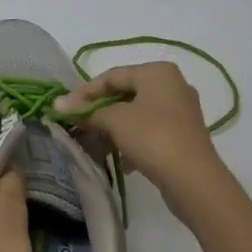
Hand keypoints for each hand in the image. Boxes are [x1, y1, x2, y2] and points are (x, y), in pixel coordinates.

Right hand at [55, 62, 230, 217]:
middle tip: (79, 124)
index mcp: (157, 71)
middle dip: (100, 110)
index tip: (64, 108)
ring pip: (138, 113)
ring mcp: (181, 111)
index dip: (85, 92)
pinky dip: (133, 140)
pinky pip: (151, 130)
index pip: (112, 76)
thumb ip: (87, 111)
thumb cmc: (152, 137)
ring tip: (97, 143)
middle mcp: (172, 84)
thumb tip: (57, 104)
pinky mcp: (184, 135)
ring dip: (115, 127)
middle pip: (125, 93)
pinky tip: (122, 160)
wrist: (194, 180)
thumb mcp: (115, 120)